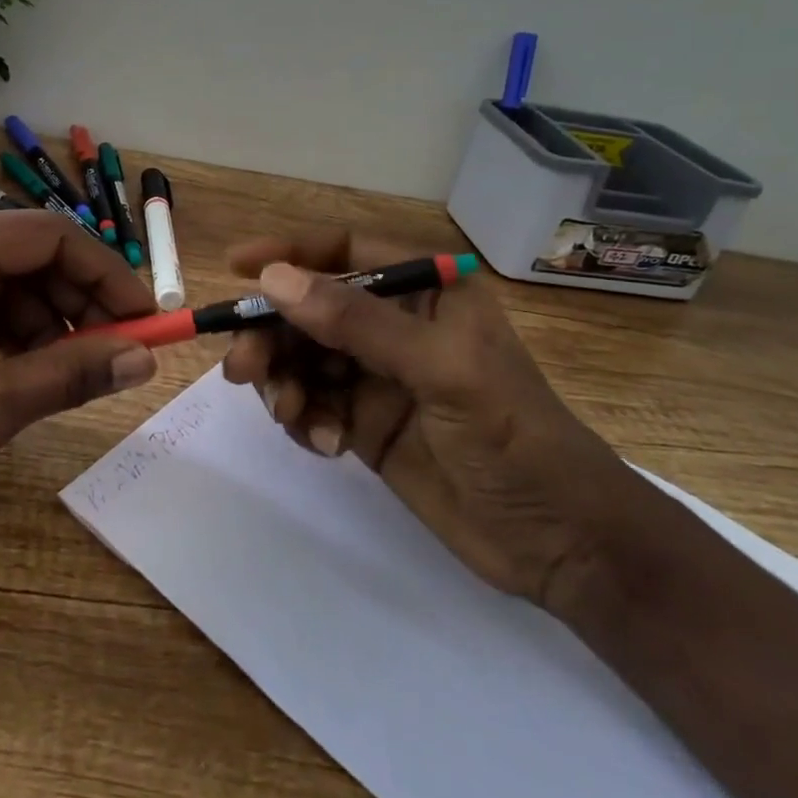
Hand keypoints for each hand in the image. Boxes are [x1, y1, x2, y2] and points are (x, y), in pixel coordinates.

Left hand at [0, 207, 157, 528]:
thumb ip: (69, 375)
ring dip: (42, 320)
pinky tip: (21, 368)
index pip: (53, 236)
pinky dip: (3, 328)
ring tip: (70, 371)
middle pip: (27, 253)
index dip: (110, 277)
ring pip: (0, 277)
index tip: (148, 321)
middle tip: (116, 354)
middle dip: (76, 302)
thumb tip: (143, 360)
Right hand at [220, 228, 645, 611]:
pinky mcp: (365, 424)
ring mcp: (377, 377)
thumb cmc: (514, 438)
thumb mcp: (440, 370)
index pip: (346, 252)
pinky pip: (311, 404)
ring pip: (302, 358)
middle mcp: (396, 326)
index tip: (237, 267)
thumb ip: (356, 322)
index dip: (290, 254)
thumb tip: (273, 279)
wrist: (560, 545)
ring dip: (282, 381)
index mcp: (427, 293)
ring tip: (288, 413)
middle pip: (310, 310)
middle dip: (273, 334)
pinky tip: (325, 444)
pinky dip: (303, 419)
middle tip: (243, 368)